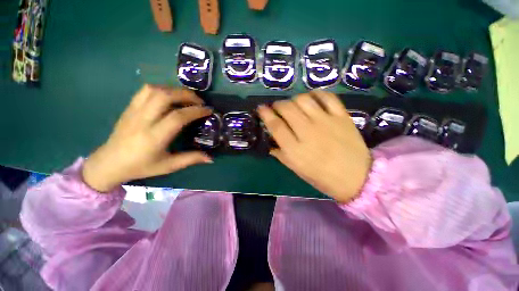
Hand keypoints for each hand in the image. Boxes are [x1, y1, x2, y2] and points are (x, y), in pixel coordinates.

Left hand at [82, 85, 212, 191]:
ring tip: (186, 98)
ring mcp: (134, 111)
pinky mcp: (129, 107)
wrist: (110, 162)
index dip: (196, 111)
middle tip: (200, 101)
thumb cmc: (141, 166)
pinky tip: (169, 96)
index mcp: (154, 137)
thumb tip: (211, 158)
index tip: (209, 110)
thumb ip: (191, 159)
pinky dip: (162, 89)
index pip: (178, 117)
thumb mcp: (169, 166)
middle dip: (187, 95)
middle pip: (165, 96)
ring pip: (155, 90)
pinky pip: (145, 90)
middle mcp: (143, 120)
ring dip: (175, 90)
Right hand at [258, 91, 371, 202]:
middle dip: (278, 105)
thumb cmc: (322, 177)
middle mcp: (308, 132)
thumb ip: (281, 154)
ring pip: (304, 100)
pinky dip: (316, 94)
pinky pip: (327, 97)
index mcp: (295, 149)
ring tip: (294, 105)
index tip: (261, 108)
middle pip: (287, 109)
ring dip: (294, 99)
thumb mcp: (296, 169)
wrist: (357, 177)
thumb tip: (270, 143)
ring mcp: (326, 122)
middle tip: (277, 108)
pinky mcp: (341, 117)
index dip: (265, 114)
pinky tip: (312, 99)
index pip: (275, 126)